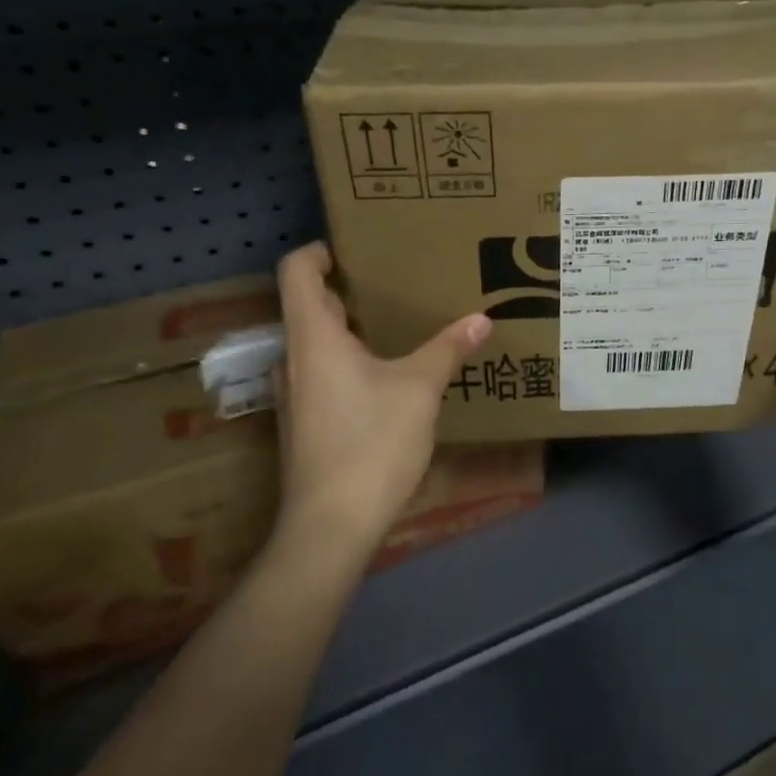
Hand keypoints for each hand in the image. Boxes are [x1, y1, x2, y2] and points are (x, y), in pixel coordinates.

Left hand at [270, 242, 491, 561]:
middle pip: (309, 304)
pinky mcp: (305, 423)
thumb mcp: (419, 389)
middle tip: (396, 282)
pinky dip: (351, 361)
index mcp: (313, 337)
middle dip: (349, 288)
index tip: (360, 249)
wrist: (330, 527)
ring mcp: (296, 394)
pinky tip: (390, 376)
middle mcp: (294, 358)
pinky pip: (324, 373)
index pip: (296, 271)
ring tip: (401, 325)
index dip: (321, 250)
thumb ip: (448, 349)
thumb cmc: (370, 442)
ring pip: (318, 342)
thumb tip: (482, 319)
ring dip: (353, 328)